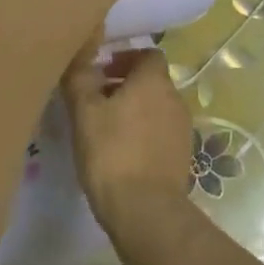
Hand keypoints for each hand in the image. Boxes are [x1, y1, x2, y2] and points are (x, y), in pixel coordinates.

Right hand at [60, 47, 194, 234]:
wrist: (146, 211)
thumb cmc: (112, 152)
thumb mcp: (84, 112)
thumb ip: (80, 79)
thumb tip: (80, 57)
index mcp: (154, 80)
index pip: (147, 54)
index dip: (125, 58)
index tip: (102, 73)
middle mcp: (175, 97)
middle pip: (151, 81)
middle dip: (126, 85)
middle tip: (97, 101)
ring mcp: (183, 128)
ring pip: (156, 107)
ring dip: (135, 110)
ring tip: (106, 129)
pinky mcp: (183, 155)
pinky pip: (161, 133)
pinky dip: (144, 134)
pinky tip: (123, 154)